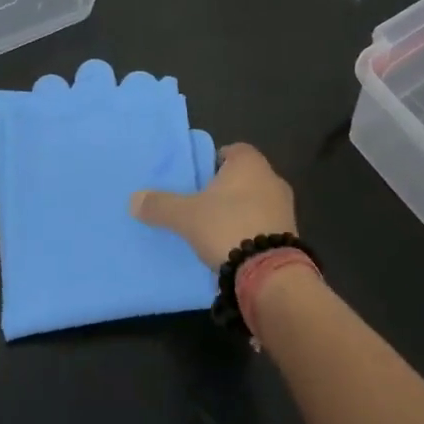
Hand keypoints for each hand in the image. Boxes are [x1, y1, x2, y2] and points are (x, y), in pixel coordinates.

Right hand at [130, 142, 295, 268]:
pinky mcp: (290, 234)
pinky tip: (233, 248)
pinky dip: (250, 231)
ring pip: (255, 201)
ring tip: (214, 230)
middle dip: (224, 189)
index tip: (196, 181)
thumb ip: (160, 205)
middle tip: (200, 205)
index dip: (212, 163)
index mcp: (250, 162)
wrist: (270, 273)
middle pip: (243, 177)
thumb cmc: (228, 227)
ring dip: (238, 212)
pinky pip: (265, 225)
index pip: (230, 151)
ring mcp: (285, 207)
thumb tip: (133, 200)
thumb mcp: (186, 216)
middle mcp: (272, 177)